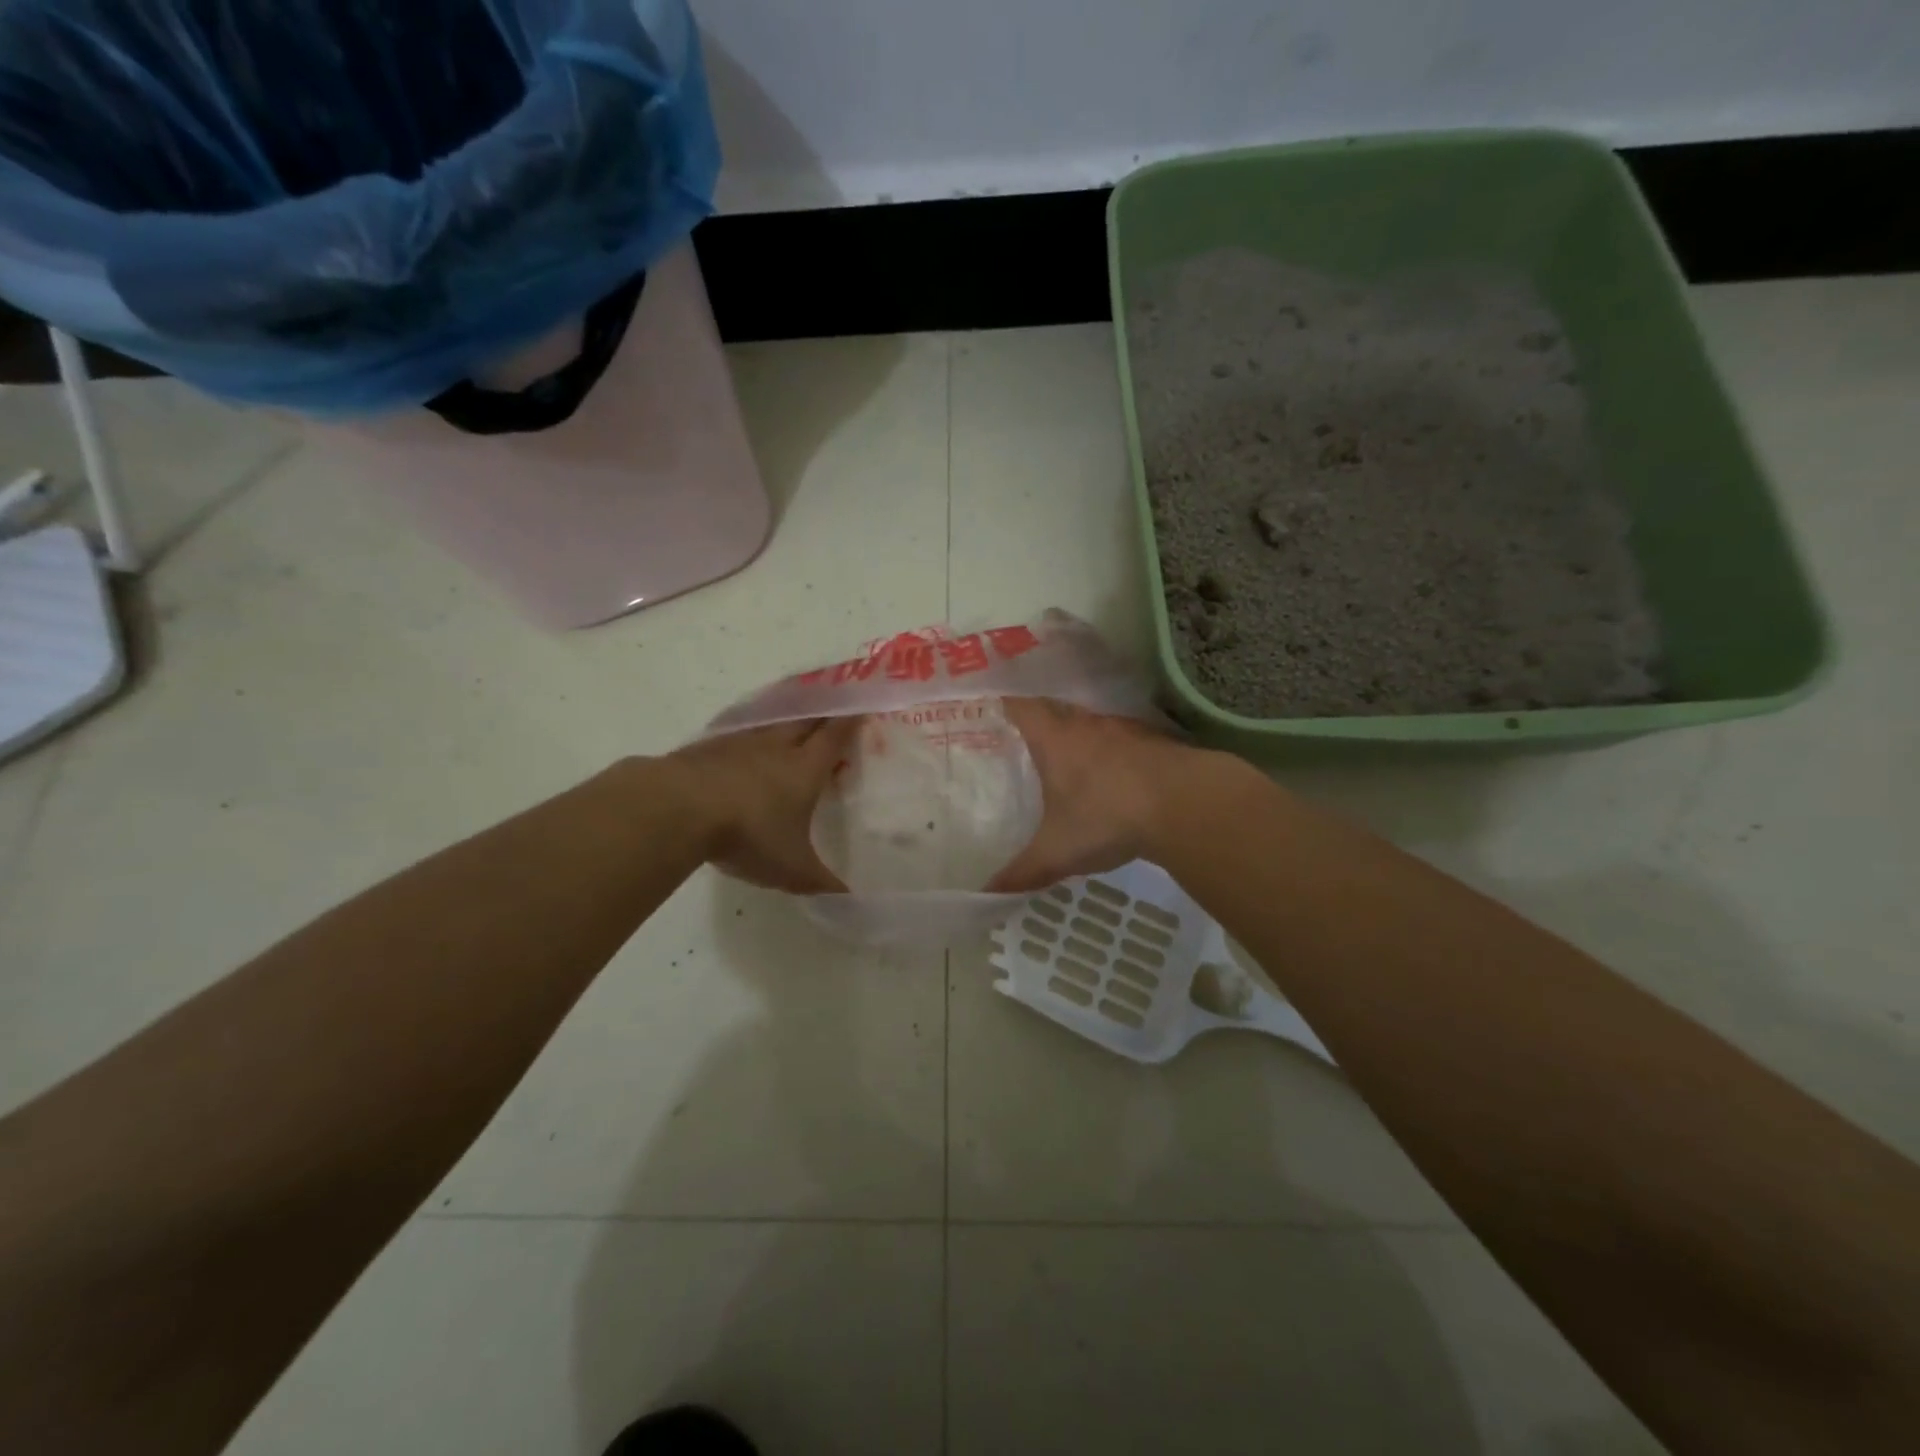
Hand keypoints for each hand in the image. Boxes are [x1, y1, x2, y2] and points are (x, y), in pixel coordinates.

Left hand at [666, 718, 860, 893]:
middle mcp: (776, 747)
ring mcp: (738, 743)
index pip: (835, 736)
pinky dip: (746, 739)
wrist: (677, 808)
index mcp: (805, 768)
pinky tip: (741, 749)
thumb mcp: (791, 868)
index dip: (850, 721)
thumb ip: (821, 881)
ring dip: (783, 722)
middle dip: (821, 713)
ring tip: (789, 726)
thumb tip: (850, 898)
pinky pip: (736, 736)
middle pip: (804, 721)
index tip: (862, 707)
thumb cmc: (749, 834)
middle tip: (832, 708)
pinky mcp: (706, 748)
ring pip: (769, 724)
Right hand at [986, 698, 1193, 893]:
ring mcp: (1123, 730)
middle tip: (1019, 747)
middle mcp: (1086, 725)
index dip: (1002, 708)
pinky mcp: (1153, 741)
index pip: (1019, 707)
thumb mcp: (1058, 852)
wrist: (1188, 804)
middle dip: (1037, 726)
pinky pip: (1120, 741)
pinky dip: (1110, 754)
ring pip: (1090, 726)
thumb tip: (987, 892)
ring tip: (1064, 764)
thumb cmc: (1108, 816)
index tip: (987, 718)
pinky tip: (1111, 779)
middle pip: (1054, 712)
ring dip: (1077, 740)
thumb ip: (1022, 871)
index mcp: (1054, 739)